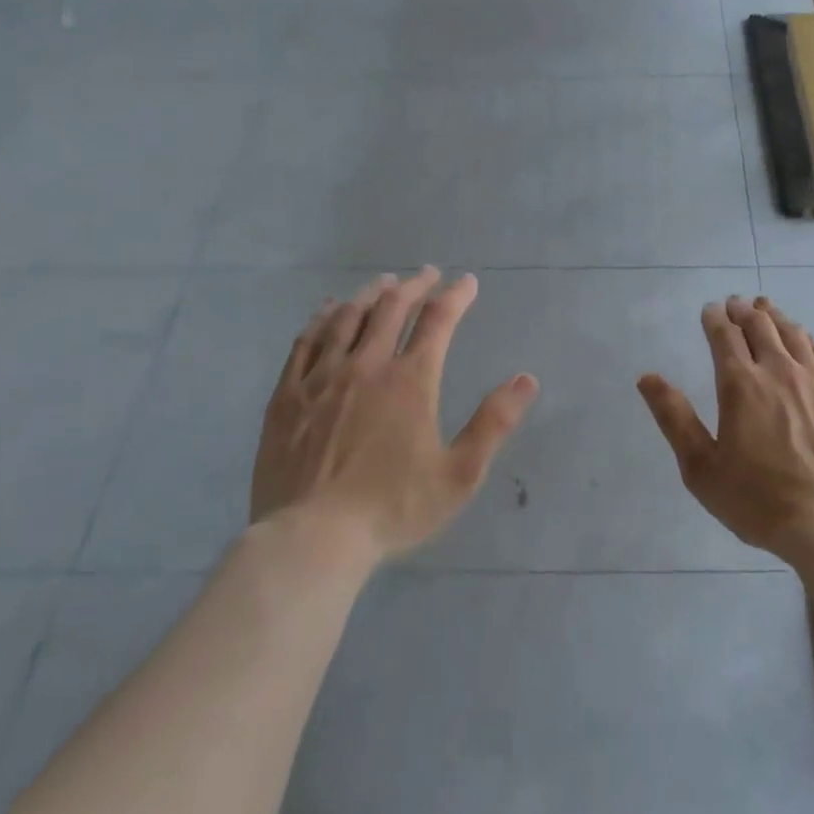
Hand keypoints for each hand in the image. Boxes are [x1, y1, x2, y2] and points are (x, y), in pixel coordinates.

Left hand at [252, 268, 538, 562]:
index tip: (466, 283)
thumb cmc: (392, 509)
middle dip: (414, 286)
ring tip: (384, 283)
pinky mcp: (287, 395)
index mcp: (410, 381)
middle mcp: (366, 365)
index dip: (455, 296)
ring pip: (348, 318)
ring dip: (370, 294)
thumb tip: (526, 379)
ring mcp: (322, 377)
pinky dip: (322, 318)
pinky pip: (305, 341)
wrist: (311, 539)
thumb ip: (494, 423)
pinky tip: (329, 310)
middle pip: (391, 308)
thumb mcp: (459, 475)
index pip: (438, 321)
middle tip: (426, 275)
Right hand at [638, 295, 813, 560]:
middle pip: (760, 326)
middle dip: (743, 311)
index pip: (724, 336)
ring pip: (793, 334)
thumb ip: (674, 418)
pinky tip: (805, 340)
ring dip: (775, 317)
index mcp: (740, 385)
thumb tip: (647, 378)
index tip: (710, 310)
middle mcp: (778, 371)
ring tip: (766, 308)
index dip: (715, 319)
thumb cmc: (760, 500)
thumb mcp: (702, 468)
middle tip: (736, 303)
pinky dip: (808, 339)